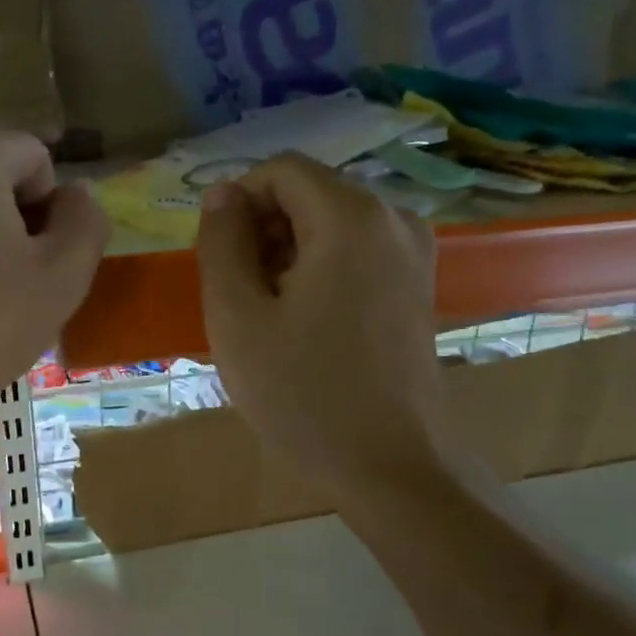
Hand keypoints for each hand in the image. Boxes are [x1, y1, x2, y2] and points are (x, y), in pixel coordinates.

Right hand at [196, 154, 443, 496]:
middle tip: (240, 296)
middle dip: (263, 231)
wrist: (390, 465)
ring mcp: (414, 252)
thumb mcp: (237, 318)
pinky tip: (305, 324)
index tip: (218, 259)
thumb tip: (222, 195)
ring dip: (287, 254)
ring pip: (331, 224)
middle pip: (309, 193)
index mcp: (351, 216)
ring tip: (270, 317)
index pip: (280, 170)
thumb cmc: (304, 394)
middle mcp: (393, 218)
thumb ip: (221, 243)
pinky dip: (320, 271)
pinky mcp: (417, 284)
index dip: (237, 203)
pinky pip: (356, 252)